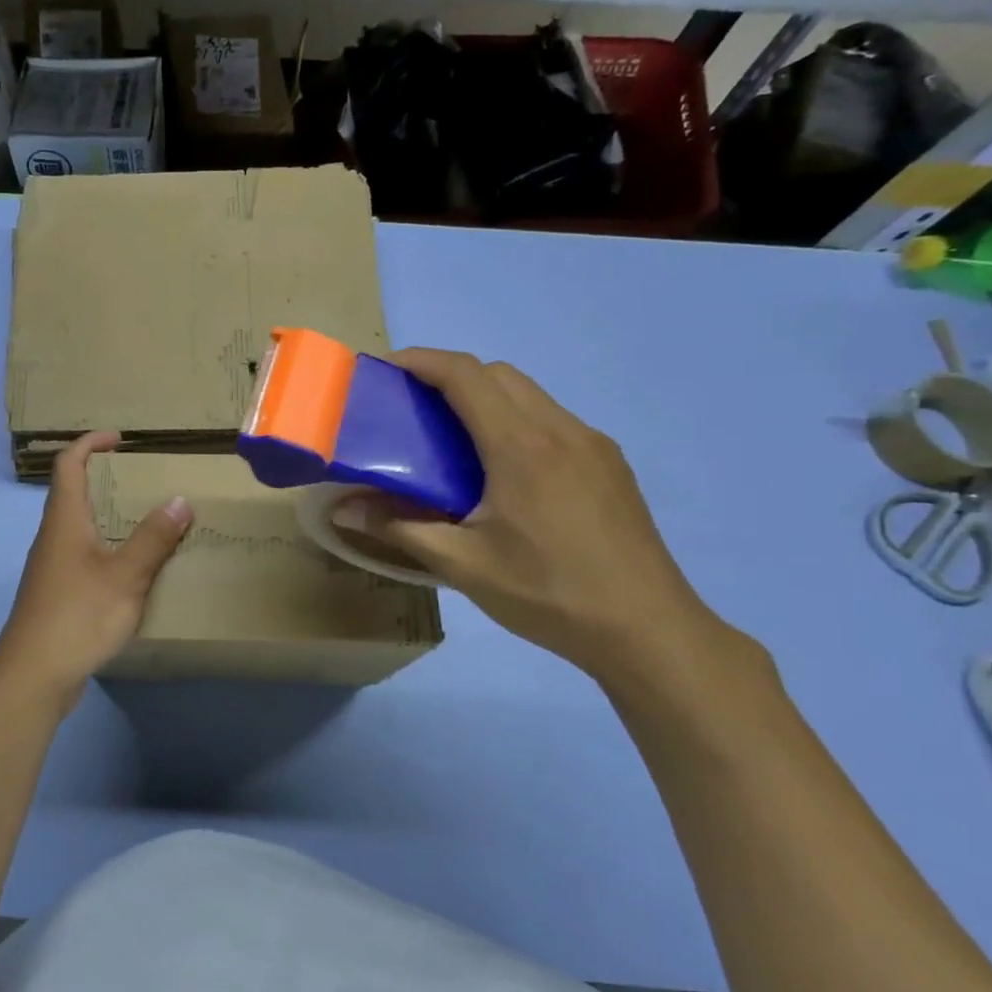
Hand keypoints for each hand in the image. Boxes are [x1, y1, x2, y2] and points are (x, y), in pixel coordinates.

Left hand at [0, 431, 192, 706]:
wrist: (33, 675)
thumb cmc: (77, 616)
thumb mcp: (125, 576)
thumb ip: (153, 538)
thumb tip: (179, 500)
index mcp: (64, 520)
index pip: (68, 464)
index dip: (91, 443)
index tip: (121, 439)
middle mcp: (53, 536)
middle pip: (75, 493)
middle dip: (108, 480)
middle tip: (147, 482)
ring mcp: (53, 567)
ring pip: (81, 527)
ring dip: (111, 517)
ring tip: (151, 522)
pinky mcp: (58, 593)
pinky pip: (86, 555)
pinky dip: (110, 548)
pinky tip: (136, 569)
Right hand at [332, 350, 731, 687]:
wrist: (648, 630)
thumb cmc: (548, 594)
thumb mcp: (464, 565)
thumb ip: (400, 528)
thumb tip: (343, 509)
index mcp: (521, 447)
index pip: (466, 375)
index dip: (422, 361)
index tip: (386, 368)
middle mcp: (561, 430)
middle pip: (498, 375)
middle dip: (451, 376)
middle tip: (414, 408)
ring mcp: (592, 445)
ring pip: (530, 395)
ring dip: (487, 398)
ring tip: (454, 440)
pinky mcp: (610, 465)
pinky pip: (554, 421)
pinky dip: (518, 422)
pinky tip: (506, 472)